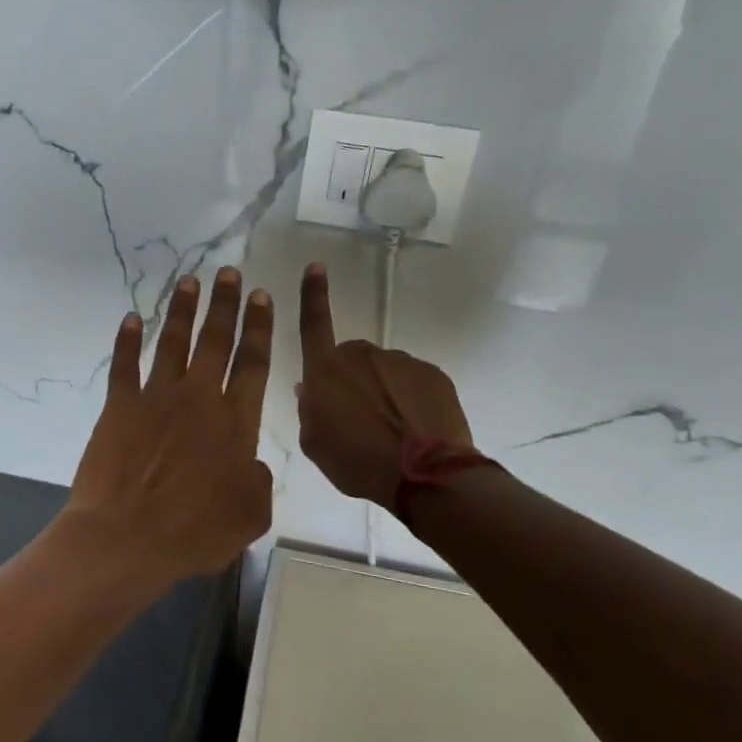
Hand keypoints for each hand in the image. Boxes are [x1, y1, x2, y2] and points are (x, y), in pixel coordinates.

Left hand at [66, 268, 275, 583]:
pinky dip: (127, 340)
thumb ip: (257, 481)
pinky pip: (124, 365)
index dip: (259, 328)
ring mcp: (156, 398)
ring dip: (183, 311)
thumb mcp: (250, 515)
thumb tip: (250, 463)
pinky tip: (131, 318)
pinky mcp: (119, 407)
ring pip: (173, 343)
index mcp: (235, 422)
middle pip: (215, 341)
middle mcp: (198, 398)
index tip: (261, 296)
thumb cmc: (194, 531)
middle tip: (229, 273)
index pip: (253, 363)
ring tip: (190, 281)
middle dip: (224, 305)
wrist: (127, 537)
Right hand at [296, 263, 472, 511]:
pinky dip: (410, 400)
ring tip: (391, 431)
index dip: (312, 295)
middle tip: (358, 419)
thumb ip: (309, 411)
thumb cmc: (356, 462)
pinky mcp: (432, 374)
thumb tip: (309, 389)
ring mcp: (400, 362)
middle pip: (351, 360)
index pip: (314, 324)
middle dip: (352, 380)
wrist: (425, 475)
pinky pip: (413, 383)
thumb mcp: (315, 445)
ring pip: (384, 372)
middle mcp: (362, 357)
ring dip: (383, 392)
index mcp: (326, 371)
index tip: (316, 266)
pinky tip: (414, 429)